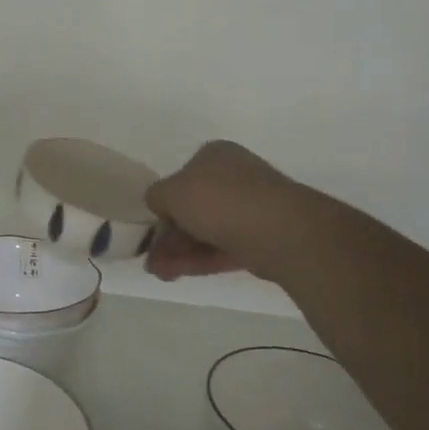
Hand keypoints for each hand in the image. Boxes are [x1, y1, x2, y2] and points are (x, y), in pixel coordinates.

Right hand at [144, 141, 295, 281]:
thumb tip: (160, 205)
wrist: (277, 229)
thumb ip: (156, 196)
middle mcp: (235, 176)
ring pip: (207, 230)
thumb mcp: (169, 192)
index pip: (182, 177)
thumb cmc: (218, 199)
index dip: (164, 203)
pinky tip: (176, 274)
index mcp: (214, 155)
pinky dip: (199, 260)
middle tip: (151, 258)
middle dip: (169, 235)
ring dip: (179, 251)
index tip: (153, 225)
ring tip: (159, 273)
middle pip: (193, 208)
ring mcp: (252, 207)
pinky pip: (223, 246)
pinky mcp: (262, 237)